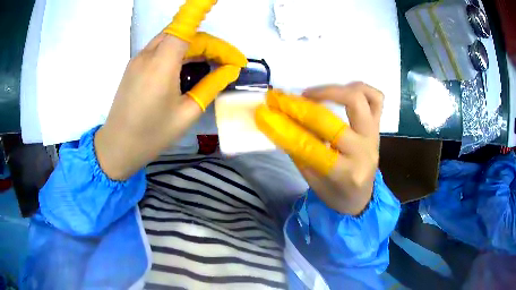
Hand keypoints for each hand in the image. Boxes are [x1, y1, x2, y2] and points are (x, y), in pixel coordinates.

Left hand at [95, 0, 246, 179]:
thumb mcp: (186, 114)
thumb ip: (210, 87)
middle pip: (184, 34)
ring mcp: (139, 59)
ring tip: (211, 67)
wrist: (117, 147)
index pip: (185, 26)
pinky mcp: (135, 66)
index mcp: (161, 64)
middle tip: (229, 64)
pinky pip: (161, 50)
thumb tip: (230, 70)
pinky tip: (188, 70)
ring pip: (172, 40)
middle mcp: (148, 54)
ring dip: (195, 48)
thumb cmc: (151, 135)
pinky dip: (179, 53)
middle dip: (210, 44)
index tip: (215, 0)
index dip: (200, 7)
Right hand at [255, 83, 383, 214]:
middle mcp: (363, 151)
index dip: (285, 127)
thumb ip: (297, 150)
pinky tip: (344, 90)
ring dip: (332, 90)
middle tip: (286, 100)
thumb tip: (279, 122)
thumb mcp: (312, 179)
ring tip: (314, 94)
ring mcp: (374, 135)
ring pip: (358, 99)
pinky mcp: (378, 126)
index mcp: (346, 173)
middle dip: (303, 107)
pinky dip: (360, 88)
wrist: (361, 198)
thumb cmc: (335, 193)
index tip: (266, 112)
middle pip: (333, 120)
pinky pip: (376, 98)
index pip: (310, 146)